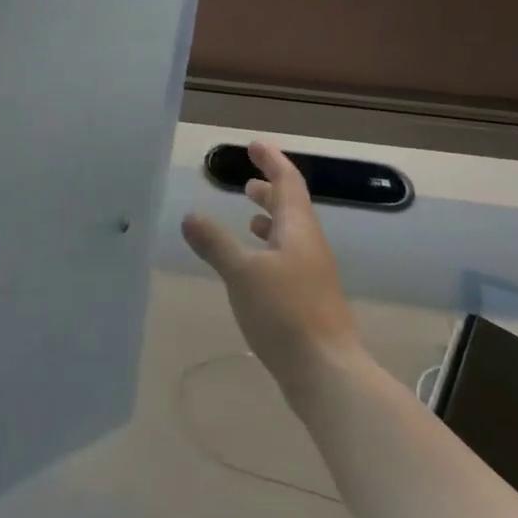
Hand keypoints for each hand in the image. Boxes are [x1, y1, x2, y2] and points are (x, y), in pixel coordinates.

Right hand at [181, 141, 360, 391]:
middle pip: (291, 208)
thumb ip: (215, 242)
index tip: (255, 145)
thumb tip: (190, 215)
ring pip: (289, 235)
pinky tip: (253, 266)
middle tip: (248, 180)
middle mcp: (309, 246)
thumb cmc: (286, 313)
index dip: (272, 161)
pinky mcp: (307, 300)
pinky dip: (268, 249)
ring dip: (269, 220)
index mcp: (298, 230)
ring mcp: (311, 274)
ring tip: (248, 217)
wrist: (326, 371)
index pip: (288, 183)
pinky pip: (286, 259)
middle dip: (270, 190)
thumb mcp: (243, 273)